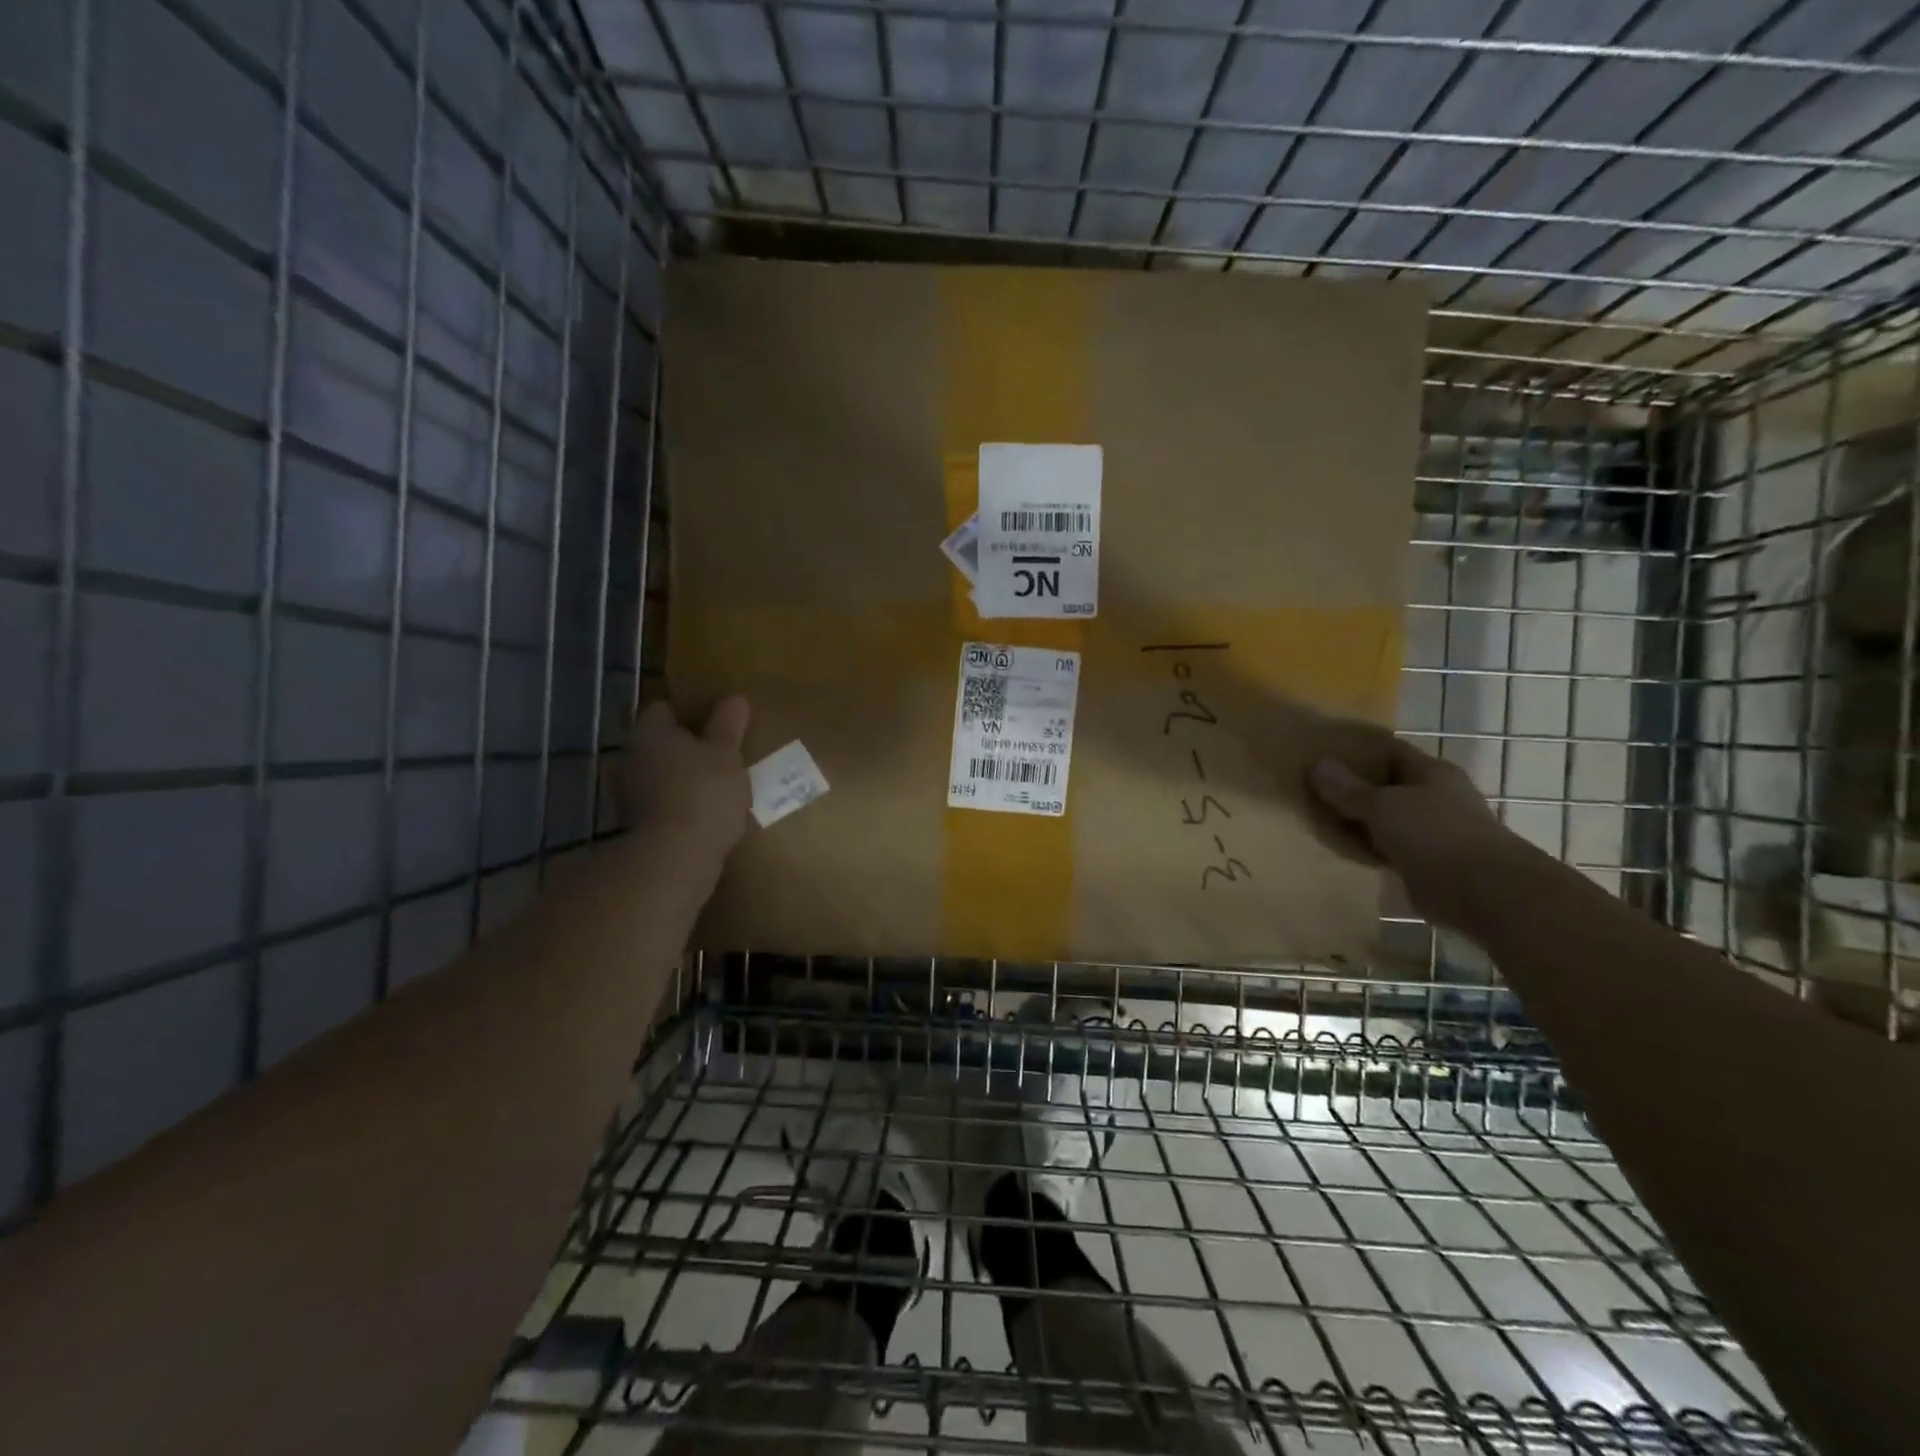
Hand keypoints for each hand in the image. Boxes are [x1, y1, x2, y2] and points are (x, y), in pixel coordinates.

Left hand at [621, 697, 751, 867]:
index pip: (664, 709)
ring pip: (658, 774)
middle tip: (719, 753)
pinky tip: (704, 813)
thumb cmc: (704, 793)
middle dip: (685, 747)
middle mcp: (629, 757)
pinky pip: (660, 803)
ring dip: (680, 778)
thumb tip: (734, 698)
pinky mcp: (635, 825)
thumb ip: (728, 726)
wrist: (675, 857)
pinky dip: (678, 804)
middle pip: (659, 743)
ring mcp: (627, 794)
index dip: (690, 712)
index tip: (715, 721)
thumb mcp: (726, 755)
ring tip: (716, 785)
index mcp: (649, 732)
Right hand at [1307, 736, 1519, 926]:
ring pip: (1389, 820)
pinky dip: (1371, 850)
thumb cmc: (1434, 834)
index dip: (1359, 752)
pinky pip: (1391, 850)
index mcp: (1432, 773)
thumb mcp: (1382, 806)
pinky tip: (1344, 852)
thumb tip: (1317, 764)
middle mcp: (1437, 798)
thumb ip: (1348, 789)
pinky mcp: (1430, 864)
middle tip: (1314, 790)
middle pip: (1389, 787)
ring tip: (1321, 821)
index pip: (1391, 752)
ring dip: (1362, 822)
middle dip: (1356, 789)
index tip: (1325, 755)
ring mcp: (1435, 832)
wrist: (1483, 892)